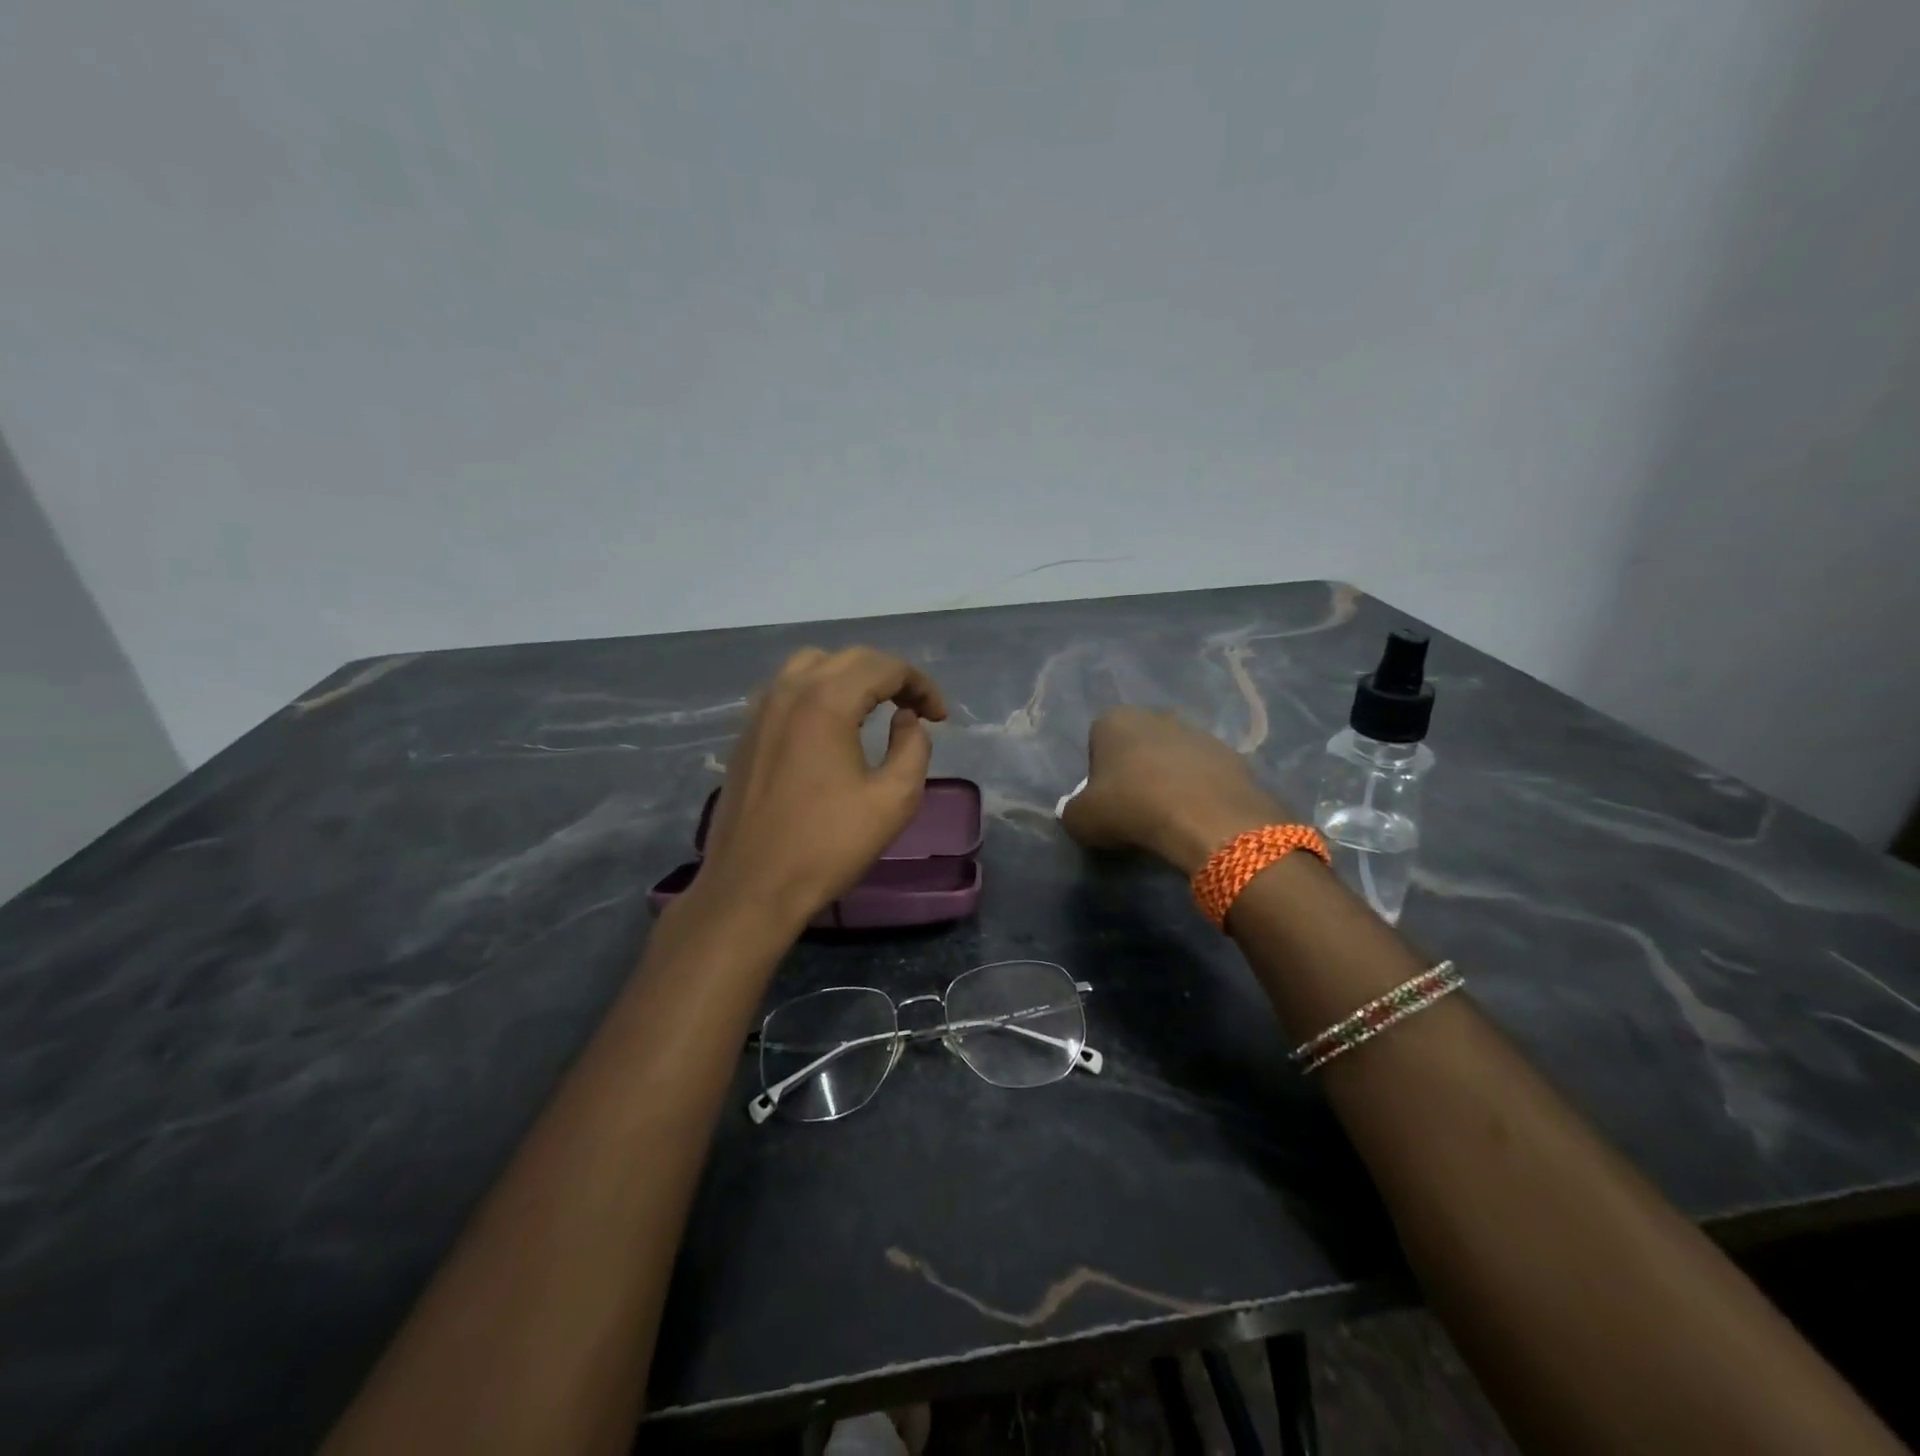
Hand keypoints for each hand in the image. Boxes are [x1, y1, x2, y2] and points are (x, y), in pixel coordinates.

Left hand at [696, 647, 948, 926]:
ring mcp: (760, 710)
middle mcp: (789, 691)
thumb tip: (906, 720)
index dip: (921, 685)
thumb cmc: (828, 845)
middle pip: (850, 659)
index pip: (885, 667)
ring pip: (813, 666)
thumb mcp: (894, 799)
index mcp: (826, 701)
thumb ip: (913, 748)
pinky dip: (819, 692)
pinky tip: (832, 726)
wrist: (752, 887)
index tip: (939, 718)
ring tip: (874, 709)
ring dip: (851, 678)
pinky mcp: (746, 733)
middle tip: (916, 710)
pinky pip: (787, 690)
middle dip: (890, 676)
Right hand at [1061, 708, 1292, 874]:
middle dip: (1136, 768)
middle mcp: (1157, 716)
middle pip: (1138, 744)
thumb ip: (1072, 810)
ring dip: (1170, 778)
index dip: (1099, 772)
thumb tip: (1078, 811)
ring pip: (1174, 756)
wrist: (1206, 819)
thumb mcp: (1081, 819)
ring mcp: (1198, 732)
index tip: (1106, 801)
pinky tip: (1197, 816)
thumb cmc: (1131, 808)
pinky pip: (1205, 773)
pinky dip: (1200, 790)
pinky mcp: (1231, 755)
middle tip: (1135, 806)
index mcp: (1115, 720)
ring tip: (1169, 815)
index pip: (1098, 741)